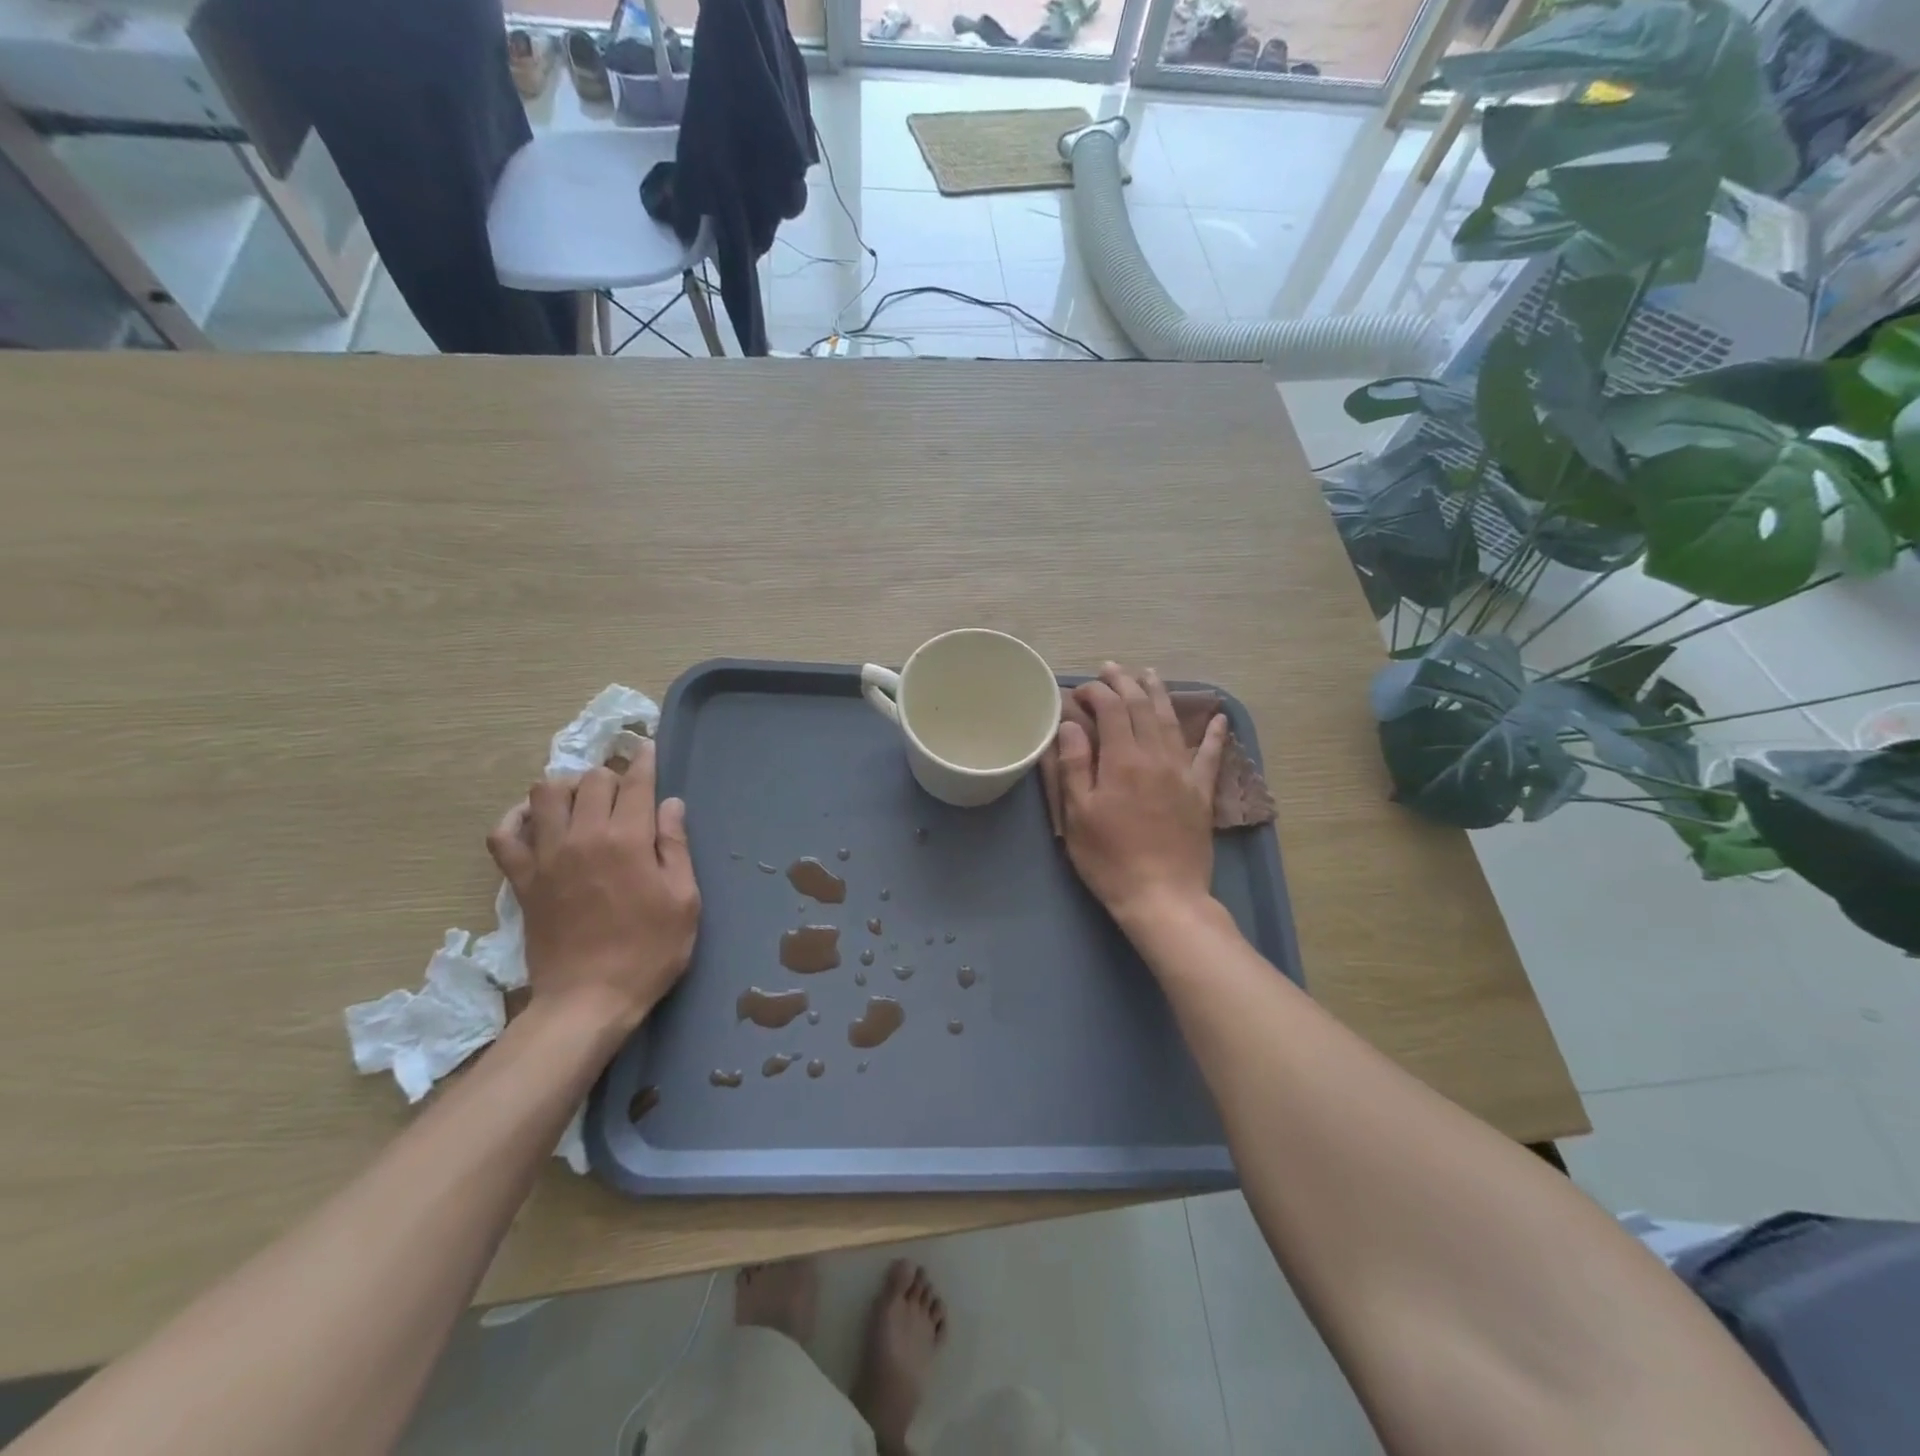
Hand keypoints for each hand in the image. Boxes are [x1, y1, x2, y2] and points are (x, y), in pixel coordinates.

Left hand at [486, 737, 699, 1033]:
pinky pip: (504, 833)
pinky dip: (517, 818)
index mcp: (627, 839)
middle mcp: (582, 836)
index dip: (645, 761)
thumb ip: (675, 846)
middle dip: (611, 775)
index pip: (635, 782)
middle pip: (590, 779)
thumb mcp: (683, 899)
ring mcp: (546, 856)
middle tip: (625, 791)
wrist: (589, 999)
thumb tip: (670, 804)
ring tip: (583, 801)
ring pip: (545, 792)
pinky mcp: (522, 879)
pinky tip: (536, 820)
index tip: (648, 749)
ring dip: (567, 786)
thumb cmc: (649, 951)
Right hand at [1048, 663, 1225, 932]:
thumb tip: (1070, 724)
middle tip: (1111, 668)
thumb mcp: (1078, 815)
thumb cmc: (1110, 858)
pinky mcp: (1201, 792)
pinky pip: (1210, 755)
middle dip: (1124, 682)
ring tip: (1149, 674)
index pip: (1110, 709)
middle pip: (1142, 707)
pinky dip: (1214, 734)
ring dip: (1159, 694)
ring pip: (1172, 721)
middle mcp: (1156, 756)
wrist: (1163, 896)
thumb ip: (1074, 765)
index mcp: (1122, 760)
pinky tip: (1219, 718)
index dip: (1095, 692)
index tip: (1079, 690)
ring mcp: (1183, 772)